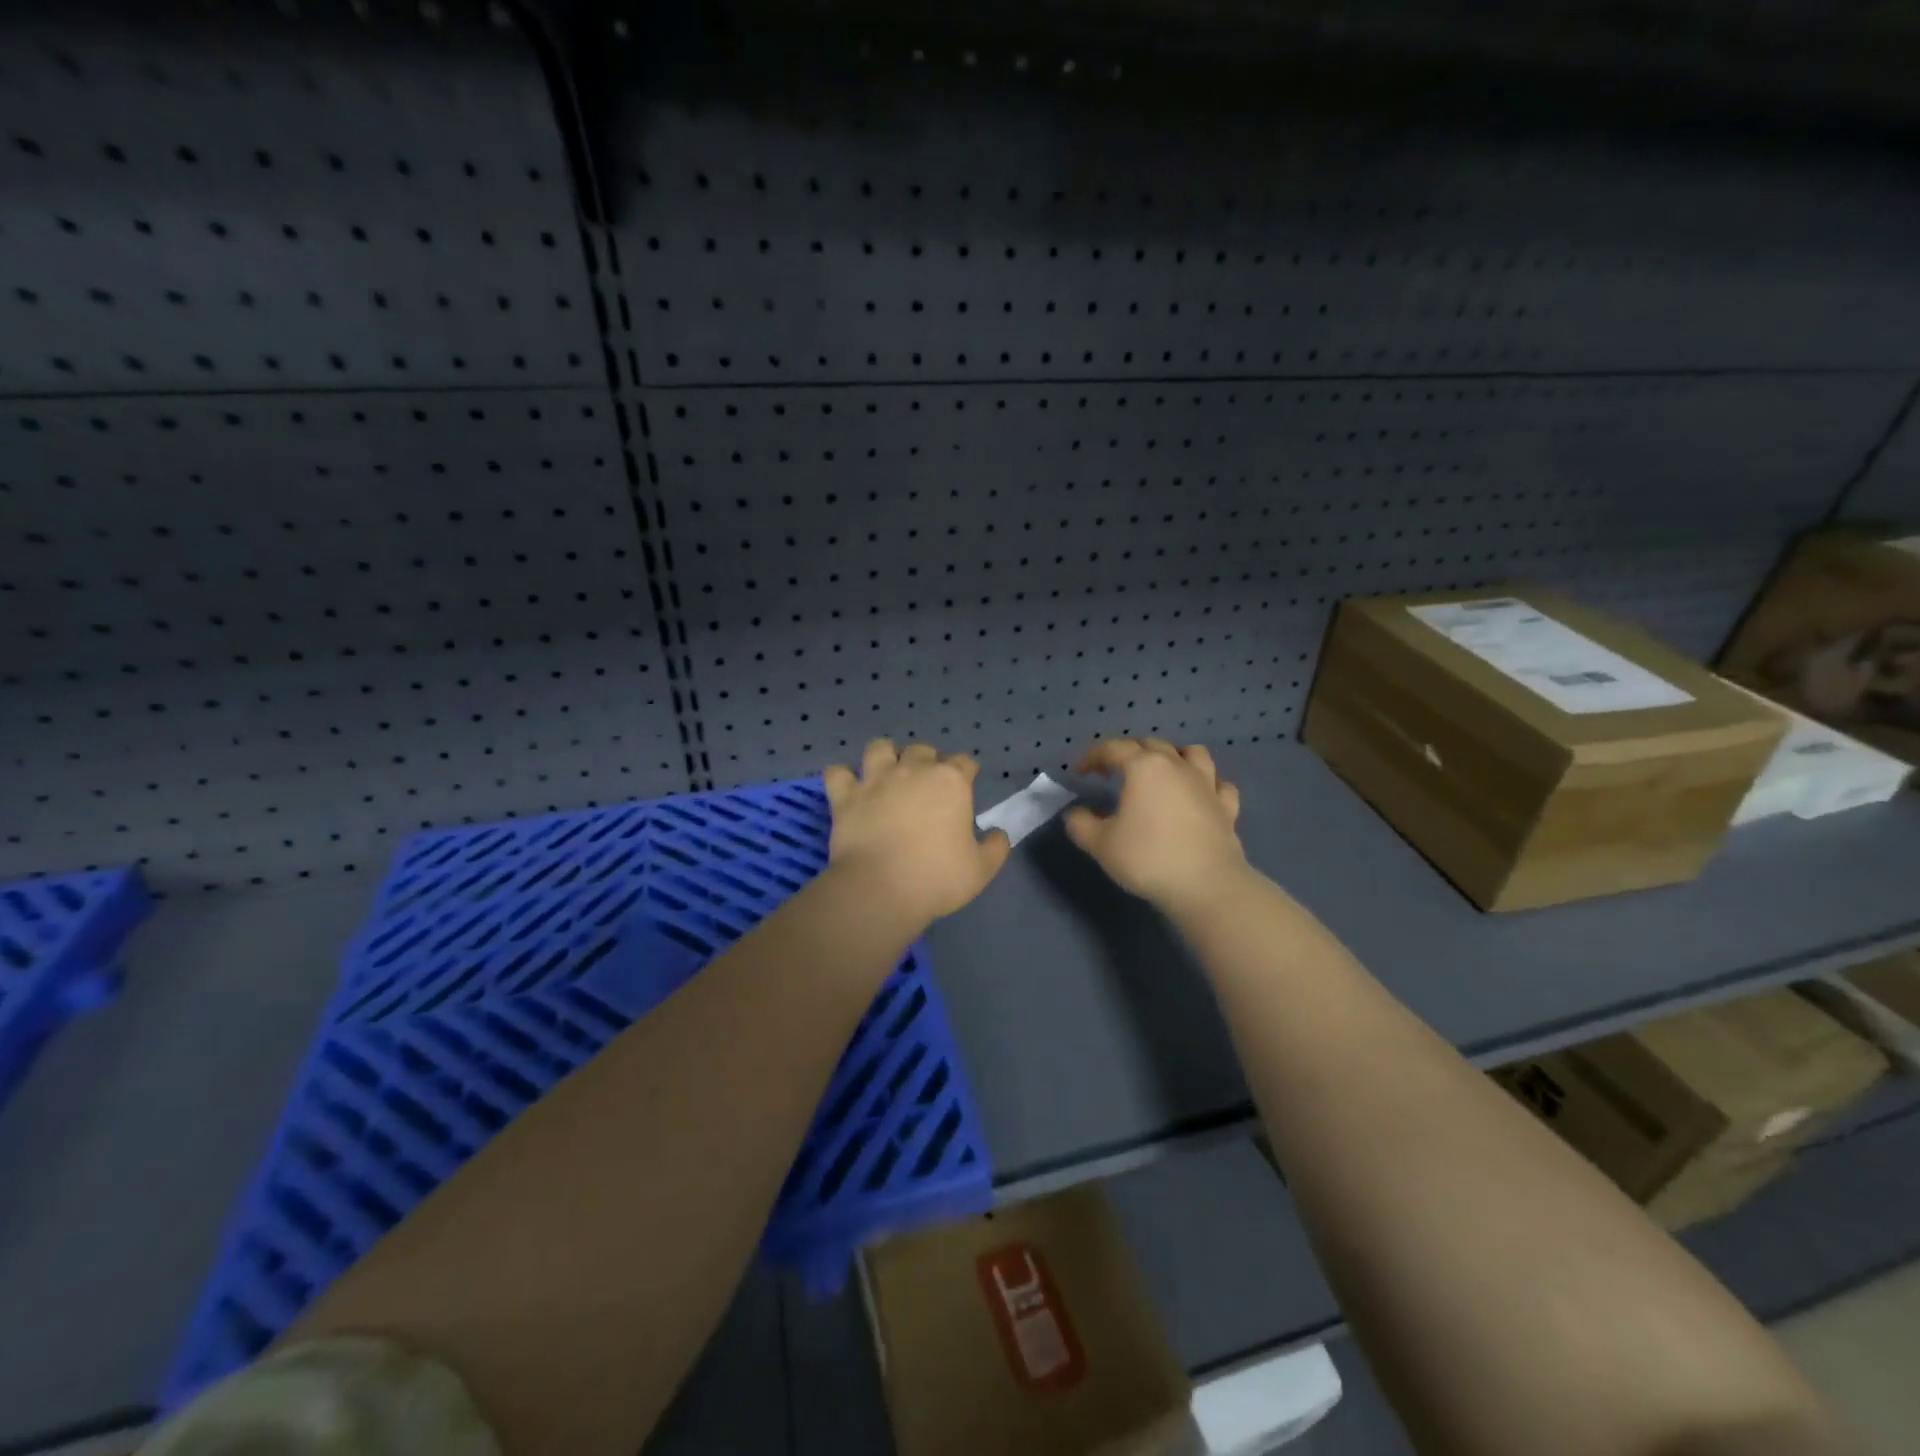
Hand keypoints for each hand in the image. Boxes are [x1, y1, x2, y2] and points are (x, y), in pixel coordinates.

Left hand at [822, 740, 1011, 925]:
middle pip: (922, 750)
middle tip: (927, 783)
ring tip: (887, 772)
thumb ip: (995, 848)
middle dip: (927, 760)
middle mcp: (913, 770)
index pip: (964, 762)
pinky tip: (848, 787)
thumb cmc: (938, 877)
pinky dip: (842, 777)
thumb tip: (998, 834)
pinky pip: (837, 773)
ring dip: (885, 755)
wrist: (881, 888)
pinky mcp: (845, 796)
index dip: (967, 771)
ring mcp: (876, 780)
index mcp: (951, 782)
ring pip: (879, 748)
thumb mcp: (981, 870)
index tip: (967, 783)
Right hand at [1064, 739, 1246, 917]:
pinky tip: (1198, 795)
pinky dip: (1206, 784)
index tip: (1080, 772)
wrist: (1206, 886)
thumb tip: (1076, 814)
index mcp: (1144, 767)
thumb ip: (1081, 824)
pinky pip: (1218, 784)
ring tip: (1162, 773)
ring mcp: (1206, 784)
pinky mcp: (1226, 807)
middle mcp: (1177, 766)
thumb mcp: (1100, 844)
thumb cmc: (1148, 858)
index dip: (1093, 756)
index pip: (1113, 749)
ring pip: (1192, 754)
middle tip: (1114, 772)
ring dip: (1174, 757)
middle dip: (1129, 753)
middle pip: (1151, 745)